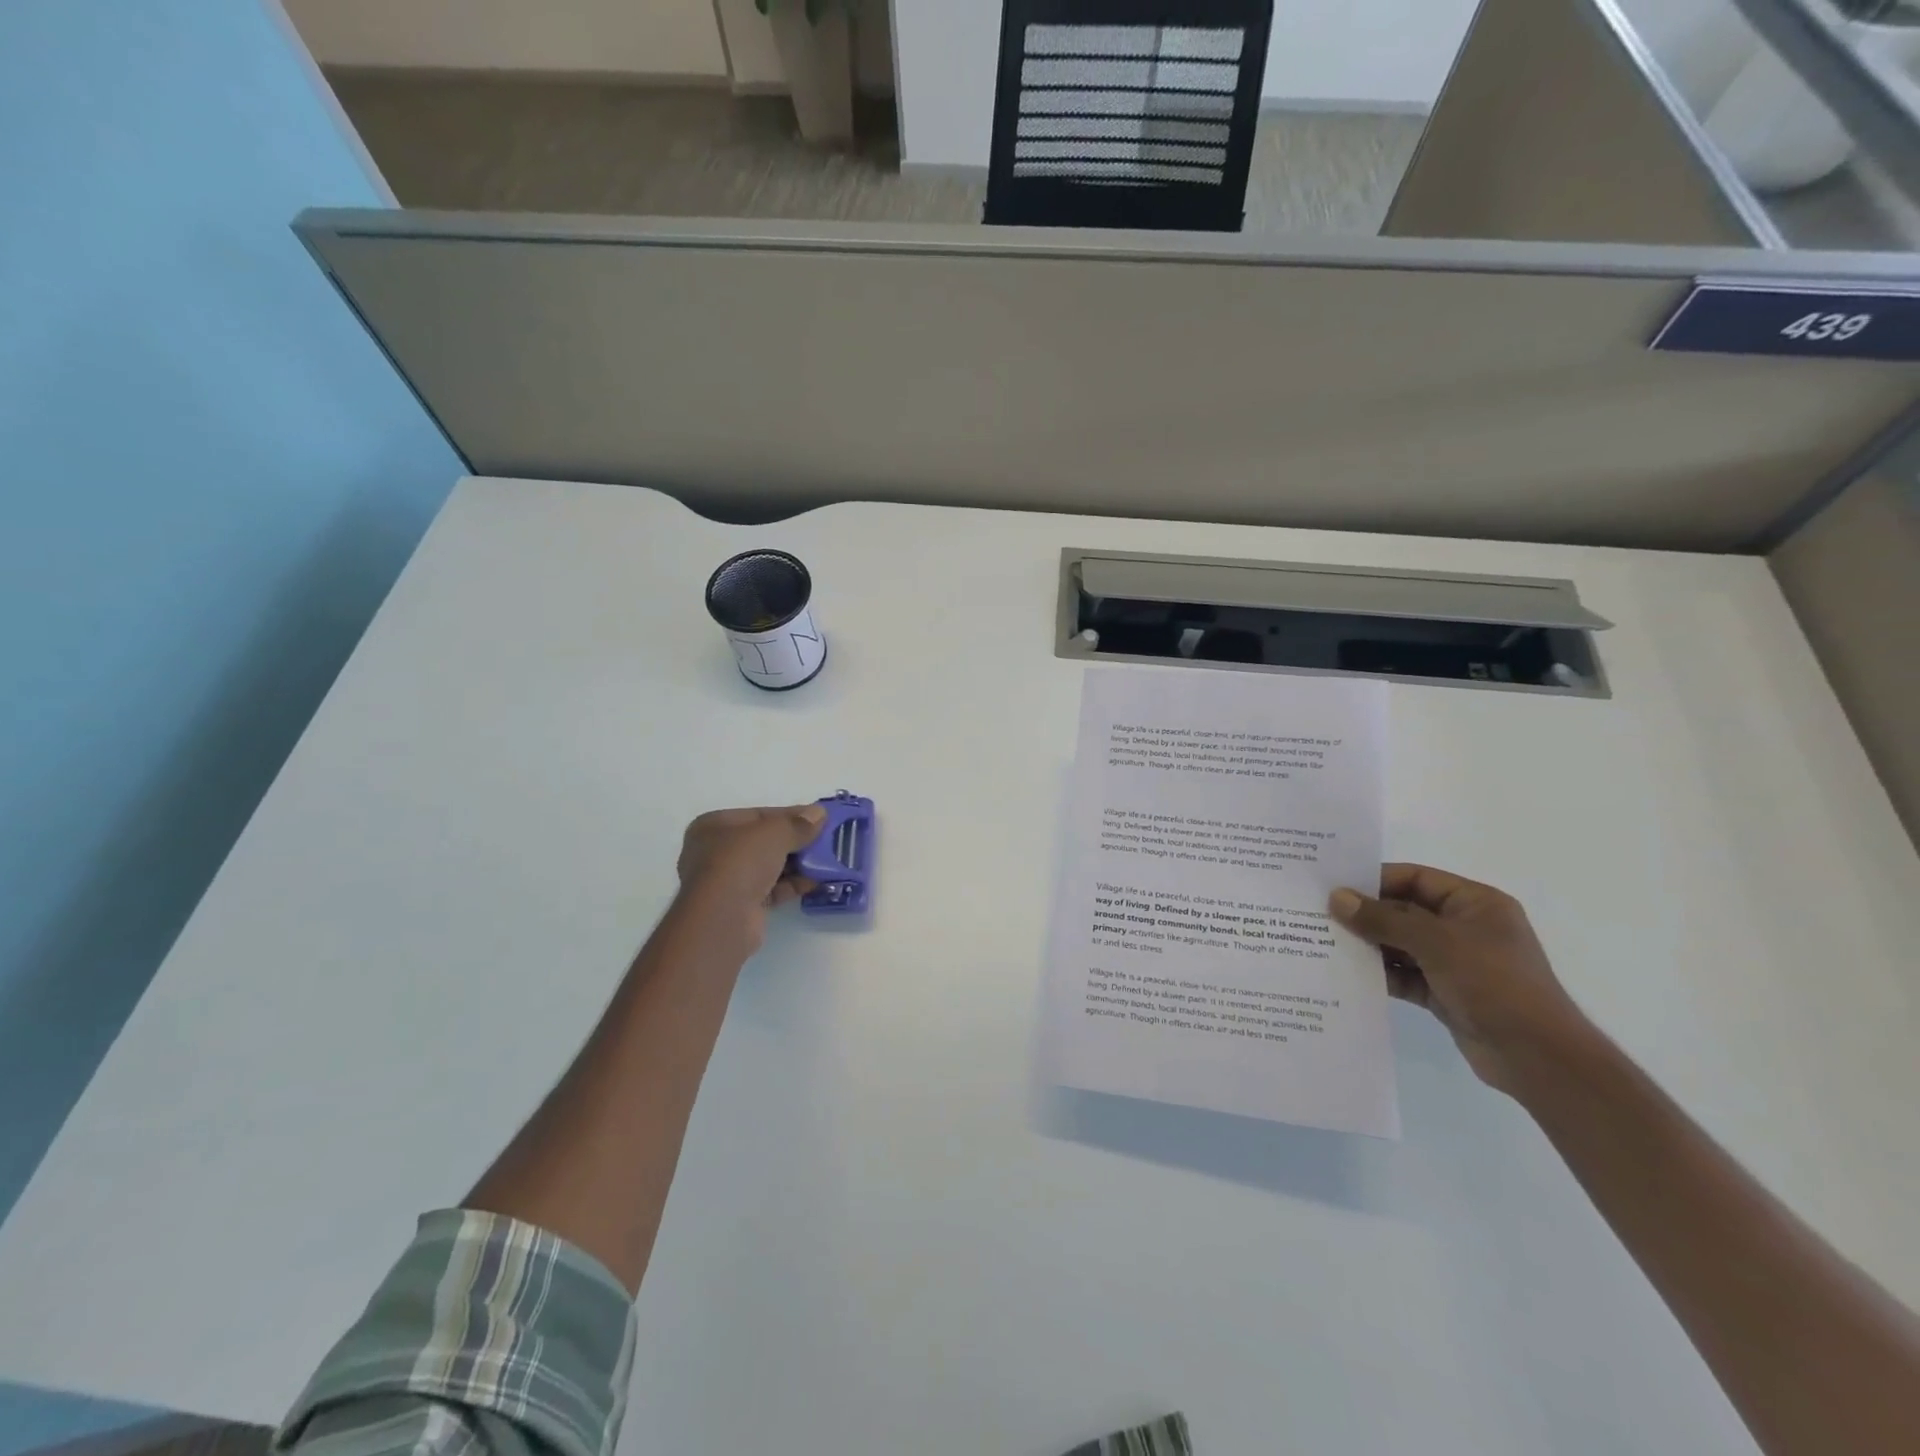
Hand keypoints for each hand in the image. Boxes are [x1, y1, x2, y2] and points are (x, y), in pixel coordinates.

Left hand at [675, 803, 826, 946]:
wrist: (722, 919)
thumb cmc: (741, 863)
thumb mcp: (774, 833)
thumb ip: (799, 823)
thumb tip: (820, 813)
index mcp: (714, 826)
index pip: (759, 815)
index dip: (791, 815)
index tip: (820, 818)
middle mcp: (716, 851)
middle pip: (765, 841)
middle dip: (797, 841)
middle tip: (827, 840)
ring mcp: (727, 881)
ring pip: (770, 866)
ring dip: (798, 864)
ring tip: (828, 861)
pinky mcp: (741, 906)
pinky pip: (772, 889)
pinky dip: (793, 884)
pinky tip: (817, 881)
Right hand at [1330, 864, 1592, 1094]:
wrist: (1538, 1058)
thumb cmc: (1495, 984)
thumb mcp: (1436, 943)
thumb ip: (1384, 920)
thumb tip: (1337, 898)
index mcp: (1475, 904)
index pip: (1416, 879)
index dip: (1375, 880)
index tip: (1334, 886)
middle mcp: (1465, 928)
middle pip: (1404, 911)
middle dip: (1366, 915)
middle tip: (1319, 915)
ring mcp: (1455, 962)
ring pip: (1401, 944)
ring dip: (1369, 945)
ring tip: (1324, 942)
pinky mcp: (1445, 992)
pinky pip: (1404, 974)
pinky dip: (1380, 973)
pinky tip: (1346, 973)